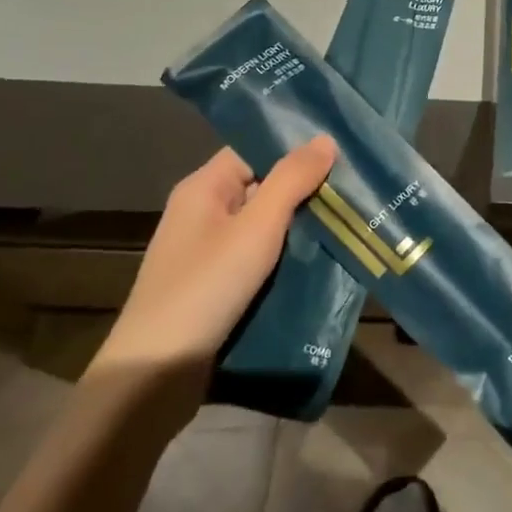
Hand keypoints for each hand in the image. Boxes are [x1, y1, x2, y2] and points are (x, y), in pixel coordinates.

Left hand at [87, 137, 336, 403]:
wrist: (156, 373)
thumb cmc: (206, 287)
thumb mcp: (257, 228)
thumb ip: (292, 180)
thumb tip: (325, 138)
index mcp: (203, 188)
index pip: (253, 151)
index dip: (294, 148)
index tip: (341, 152)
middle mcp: (202, 213)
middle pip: (262, 187)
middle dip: (306, 189)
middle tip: (356, 189)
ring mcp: (208, 252)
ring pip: (265, 226)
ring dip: (301, 226)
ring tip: (350, 222)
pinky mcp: (217, 286)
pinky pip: (259, 258)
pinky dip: (287, 257)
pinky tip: (323, 261)